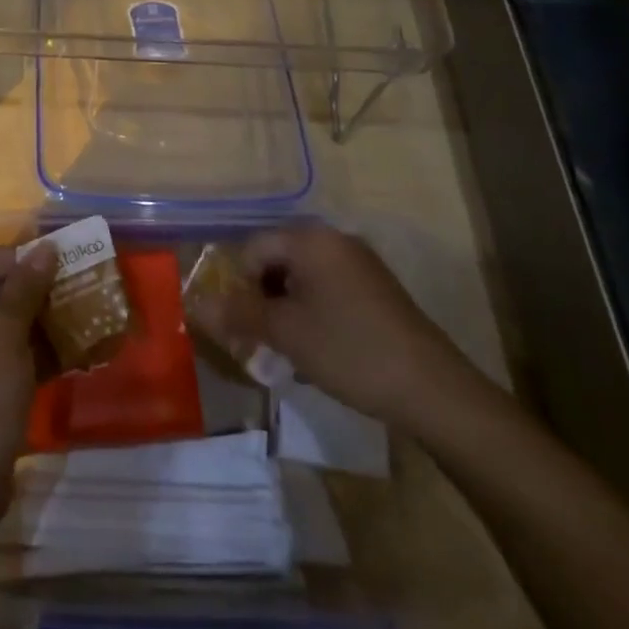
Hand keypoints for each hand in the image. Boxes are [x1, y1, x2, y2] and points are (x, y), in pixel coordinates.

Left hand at [0, 239, 55, 504]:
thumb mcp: (7, 331)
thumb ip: (27, 285)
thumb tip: (45, 248)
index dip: (8, 256)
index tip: (43, 273)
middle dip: (30, 290)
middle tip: (68, 296)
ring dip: (35, 321)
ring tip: (76, 325)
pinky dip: (28, 351)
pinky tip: (65, 358)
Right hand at [196, 222, 476, 429]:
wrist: (433, 389)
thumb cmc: (349, 351)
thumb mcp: (285, 334)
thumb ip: (238, 314)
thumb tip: (195, 305)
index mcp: (309, 238)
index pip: (252, 249)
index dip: (241, 286)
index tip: (247, 326)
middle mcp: (333, 238)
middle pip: (277, 259)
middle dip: (264, 297)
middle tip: (266, 339)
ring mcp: (359, 262)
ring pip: (303, 277)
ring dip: (288, 308)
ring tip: (294, 349)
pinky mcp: (377, 287)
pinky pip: (328, 288)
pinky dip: (315, 312)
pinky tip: (323, 348)